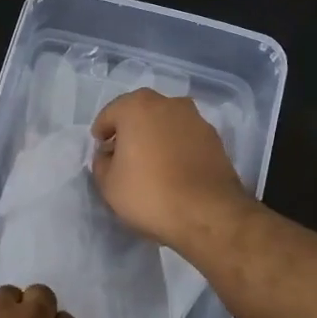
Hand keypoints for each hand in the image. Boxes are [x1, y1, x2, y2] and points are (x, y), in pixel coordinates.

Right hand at [91, 89, 249, 249]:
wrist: (208, 214)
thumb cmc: (149, 193)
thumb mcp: (107, 184)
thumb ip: (101, 162)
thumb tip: (110, 154)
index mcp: (137, 107)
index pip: (110, 114)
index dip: (102, 133)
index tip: (102, 152)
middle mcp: (169, 103)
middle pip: (140, 113)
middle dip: (130, 131)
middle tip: (124, 156)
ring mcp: (196, 119)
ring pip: (166, 123)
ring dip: (155, 137)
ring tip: (151, 164)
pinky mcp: (215, 138)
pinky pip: (185, 137)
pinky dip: (176, 147)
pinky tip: (173, 170)